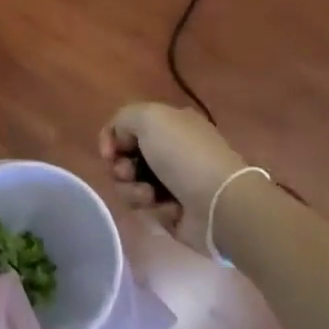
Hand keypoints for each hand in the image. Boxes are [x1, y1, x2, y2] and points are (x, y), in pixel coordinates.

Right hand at [100, 102, 247, 256]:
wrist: (219, 205)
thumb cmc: (184, 155)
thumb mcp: (149, 117)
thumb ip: (122, 119)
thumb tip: (118, 142)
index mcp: (169, 125)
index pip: (126, 129)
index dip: (111, 139)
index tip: (109, 153)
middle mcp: (170, 151)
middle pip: (125, 158)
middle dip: (120, 168)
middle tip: (127, 174)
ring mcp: (172, 183)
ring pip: (130, 185)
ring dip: (132, 190)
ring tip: (149, 196)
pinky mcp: (172, 211)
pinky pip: (145, 208)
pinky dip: (151, 209)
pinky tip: (166, 209)